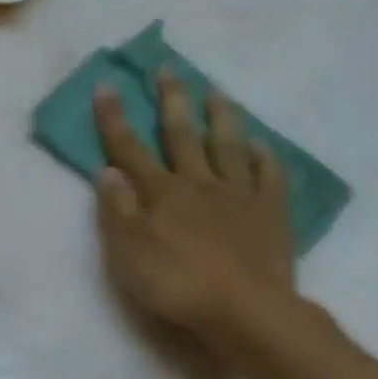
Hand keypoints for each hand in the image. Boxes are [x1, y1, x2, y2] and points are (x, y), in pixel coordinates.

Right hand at [93, 72, 299, 353]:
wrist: (245, 310)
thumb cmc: (177, 283)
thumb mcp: (128, 252)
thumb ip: (117, 210)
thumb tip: (106, 170)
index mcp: (162, 193)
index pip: (130, 149)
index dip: (115, 118)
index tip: (106, 84)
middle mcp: (199, 183)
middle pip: (182, 135)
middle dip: (171, 100)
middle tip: (167, 68)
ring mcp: (239, 195)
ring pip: (228, 146)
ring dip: (219, 116)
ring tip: (216, 91)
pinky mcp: (271, 213)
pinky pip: (268, 176)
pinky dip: (263, 157)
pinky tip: (260, 144)